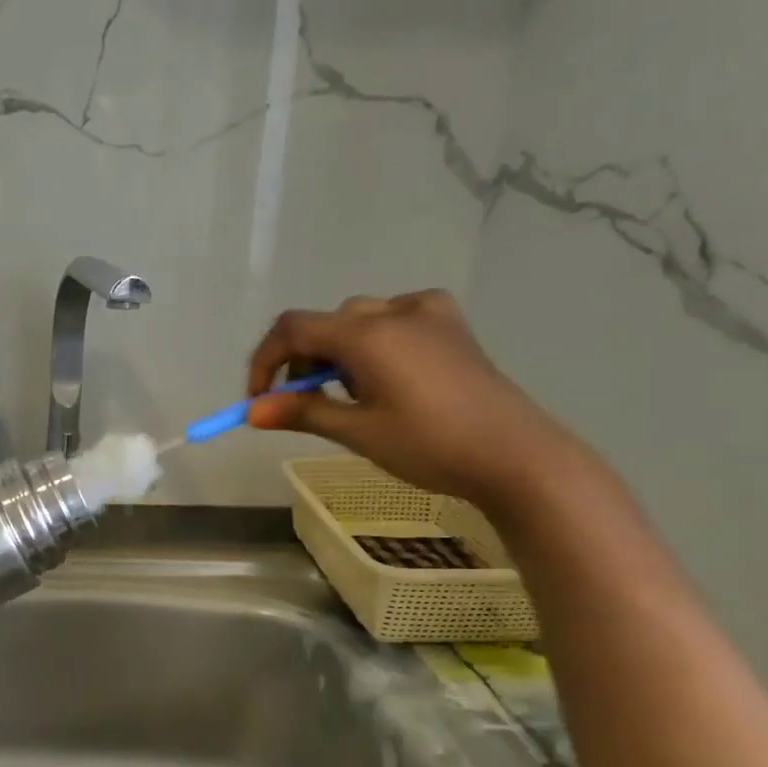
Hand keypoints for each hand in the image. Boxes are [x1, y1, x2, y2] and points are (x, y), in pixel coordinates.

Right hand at [246, 290, 582, 509]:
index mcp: (368, 333)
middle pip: (326, 324)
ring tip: (352, 396)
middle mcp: (395, 310)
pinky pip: (395, 319)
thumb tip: (251, 412)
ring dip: (339, 353)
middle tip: (304, 404)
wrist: (516, 455)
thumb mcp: (358, 431)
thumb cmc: (430, 446)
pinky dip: (376, 342)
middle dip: (304, 362)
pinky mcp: (451, 325)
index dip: (265, 361)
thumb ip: (302, 412)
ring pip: (360, 320)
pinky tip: (388, 372)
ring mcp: (428, 312)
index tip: (258, 400)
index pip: (293, 328)